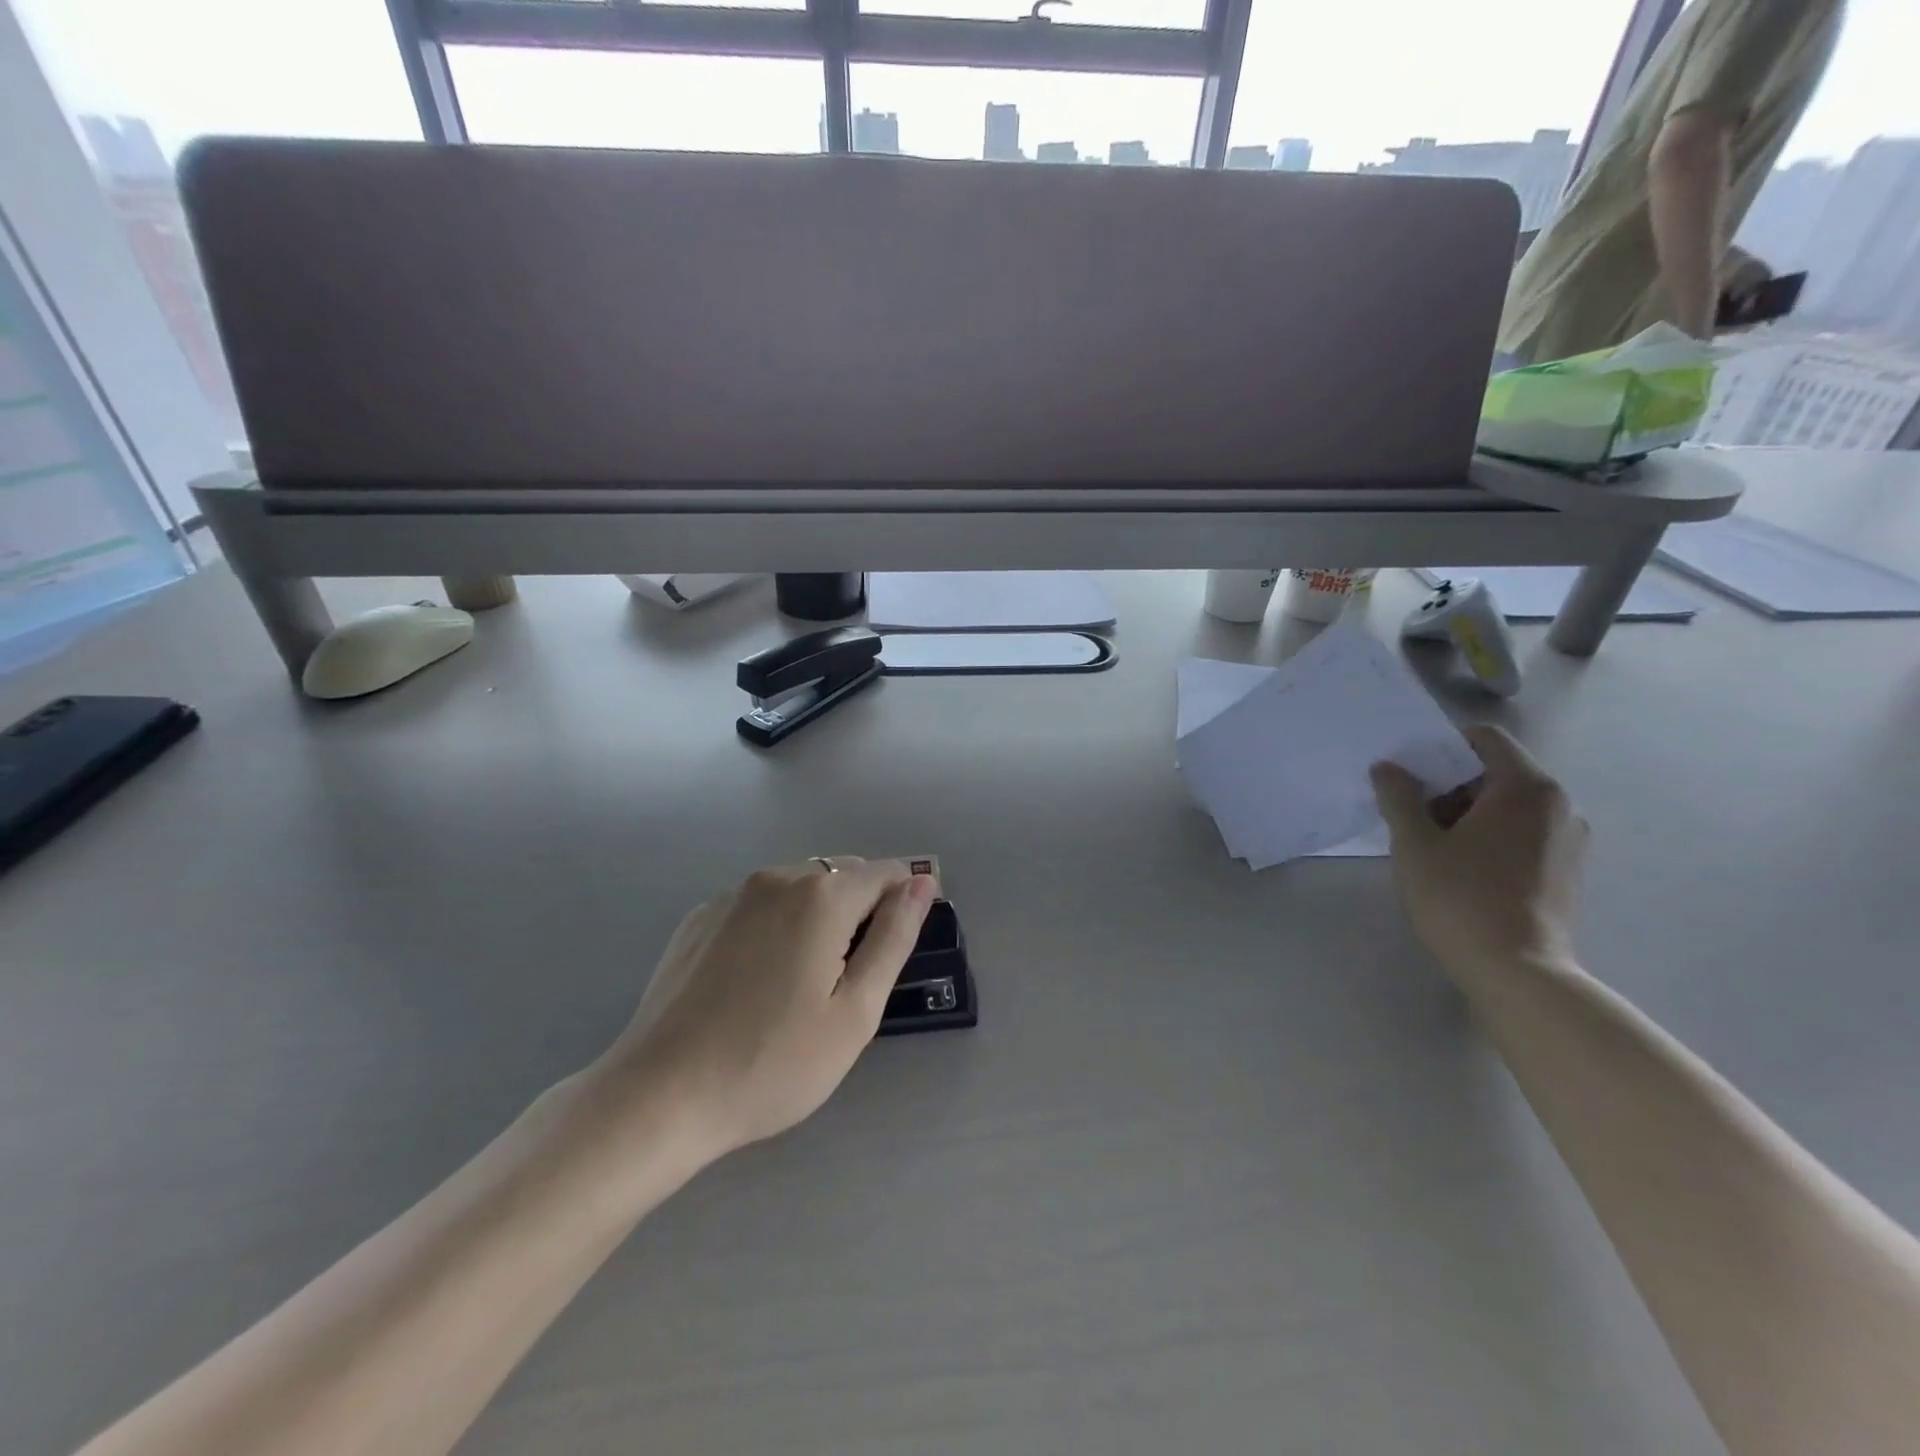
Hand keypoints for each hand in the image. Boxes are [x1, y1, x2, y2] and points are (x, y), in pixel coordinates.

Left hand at [601, 858, 936, 1158]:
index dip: (905, 902)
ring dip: (818, 915)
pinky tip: (757, 979)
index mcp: (822, 896)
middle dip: (861, 910)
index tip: (898, 949)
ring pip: (799, 886)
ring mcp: (732, 895)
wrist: (659, 1097)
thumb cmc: (773, 1063)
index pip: (887, 872)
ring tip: (802, 982)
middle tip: (849, 980)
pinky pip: (758, 904)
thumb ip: (893, 937)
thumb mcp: (855, 1011)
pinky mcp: (700, 917)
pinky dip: (776, 924)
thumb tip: (922, 883)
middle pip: (842, 874)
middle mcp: (777, 877)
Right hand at [1370, 725, 1587, 978]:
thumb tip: (1388, 768)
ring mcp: (1569, 841)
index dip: (1442, 748)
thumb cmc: (1460, 898)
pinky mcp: (1568, 872)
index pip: (1485, 739)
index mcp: (1526, 788)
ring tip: (1434, 848)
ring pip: (1509, 806)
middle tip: (1413, 816)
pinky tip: (1463, 871)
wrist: (1518, 972)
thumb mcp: (1414, 844)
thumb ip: (1399, 797)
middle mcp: (1559, 806)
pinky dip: (1492, 838)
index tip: (1411, 775)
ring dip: (1469, 814)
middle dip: (1451, 786)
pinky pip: (1523, 835)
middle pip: (1497, 773)